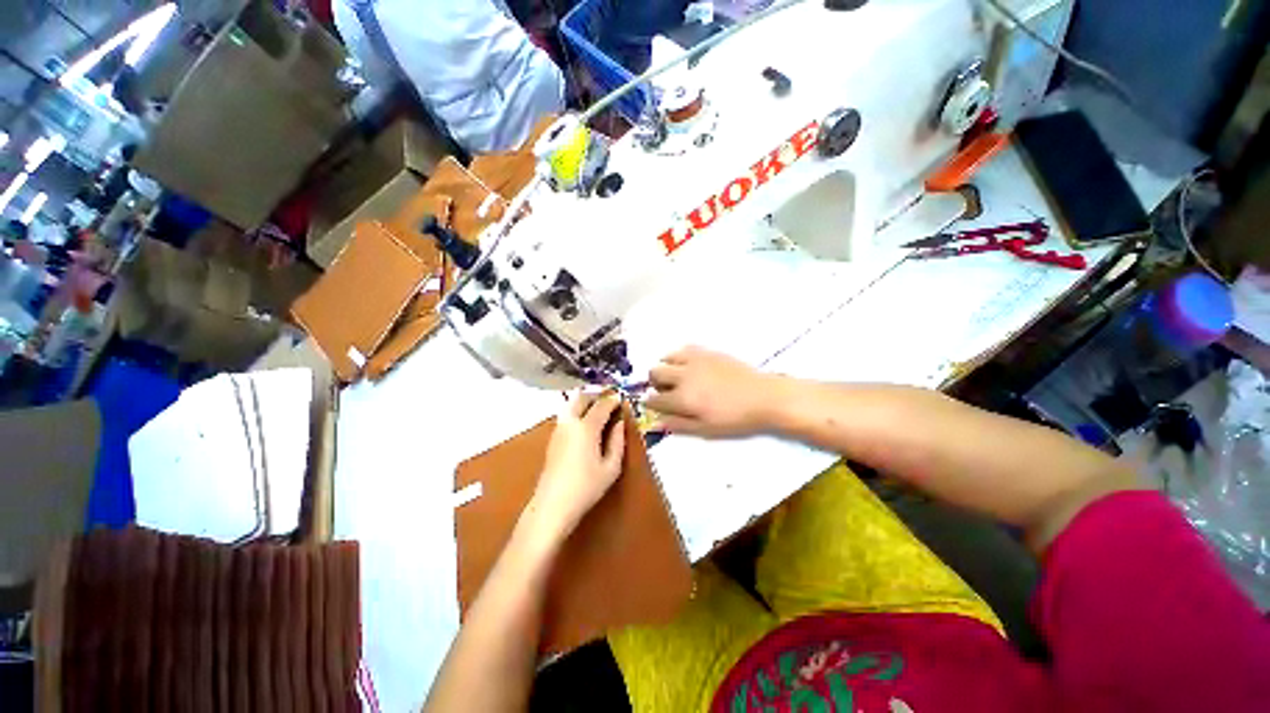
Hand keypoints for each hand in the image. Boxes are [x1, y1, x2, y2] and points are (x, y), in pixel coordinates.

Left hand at [529, 391, 625, 539]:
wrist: (553, 505)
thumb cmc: (586, 488)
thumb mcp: (611, 467)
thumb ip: (618, 442)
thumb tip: (619, 424)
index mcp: (586, 428)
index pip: (602, 405)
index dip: (613, 401)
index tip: (622, 400)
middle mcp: (570, 423)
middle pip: (581, 398)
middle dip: (596, 396)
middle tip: (608, 402)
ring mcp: (558, 429)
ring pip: (570, 404)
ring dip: (584, 402)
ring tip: (597, 411)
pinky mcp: (552, 438)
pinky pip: (565, 415)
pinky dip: (576, 412)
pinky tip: (584, 425)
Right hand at [645, 346, 785, 437]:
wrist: (764, 397)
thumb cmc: (735, 419)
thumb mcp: (706, 429)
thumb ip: (678, 425)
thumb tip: (656, 422)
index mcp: (683, 398)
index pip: (654, 399)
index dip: (650, 403)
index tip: (655, 405)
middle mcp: (684, 375)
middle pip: (655, 373)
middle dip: (655, 383)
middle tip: (666, 392)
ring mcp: (695, 360)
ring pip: (666, 357)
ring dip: (665, 367)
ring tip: (676, 377)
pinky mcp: (707, 351)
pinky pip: (684, 348)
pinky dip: (680, 357)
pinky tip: (688, 365)